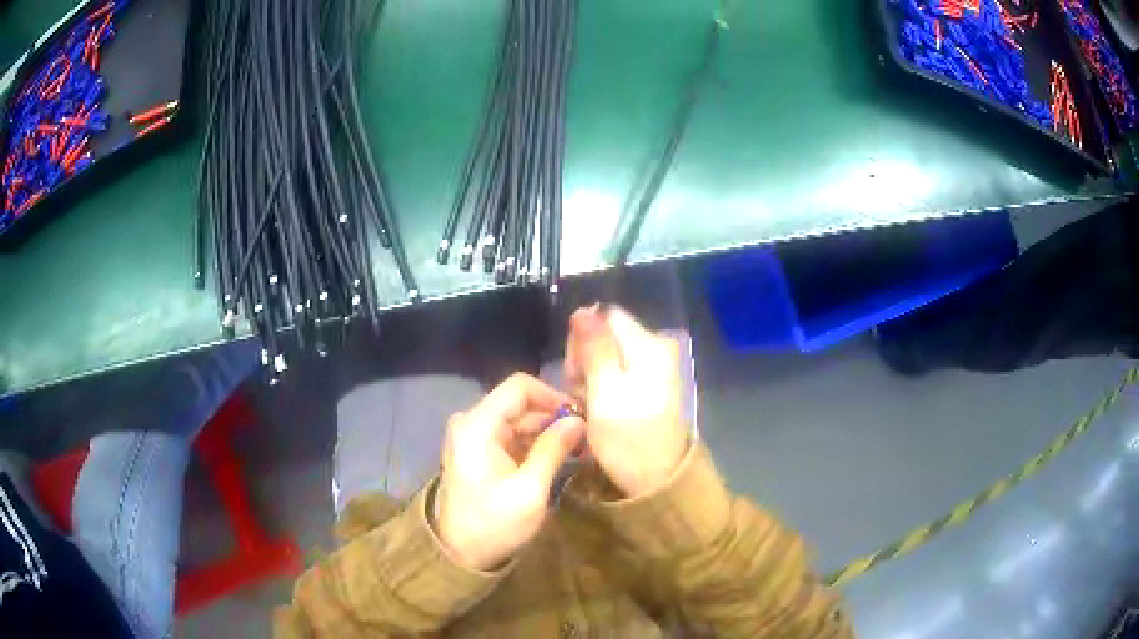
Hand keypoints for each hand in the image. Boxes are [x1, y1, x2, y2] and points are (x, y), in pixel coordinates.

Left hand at [435, 373, 584, 571]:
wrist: (459, 553)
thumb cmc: (493, 523)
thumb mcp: (529, 489)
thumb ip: (552, 449)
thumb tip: (578, 420)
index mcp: (478, 424)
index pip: (520, 387)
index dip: (554, 396)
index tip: (582, 416)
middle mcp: (473, 422)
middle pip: (521, 404)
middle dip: (555, 417)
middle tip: (589, 436)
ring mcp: (475, 437)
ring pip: (519, 420)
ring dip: (549, 432)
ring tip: (581, 448)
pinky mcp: (480, 453)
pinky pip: (512, 437)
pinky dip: (536, 444)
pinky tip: (561, 457)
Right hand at [566, 305, 689, 497]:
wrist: (658, 481)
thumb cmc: (628, 438)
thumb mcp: (605, 391)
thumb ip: (594, 348)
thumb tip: (582, 310)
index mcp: (649, 345)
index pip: (605, 317)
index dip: (582, 339)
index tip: (574, 372)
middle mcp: (656, 349)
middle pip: (607, 335)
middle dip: (585, 360)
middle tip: (581, 393)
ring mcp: (655, 370)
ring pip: (608, 357)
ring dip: (591, 378)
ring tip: (589, 407)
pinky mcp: (650, 388)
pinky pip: (618, 375)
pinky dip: (603, 390)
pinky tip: (599, 411)